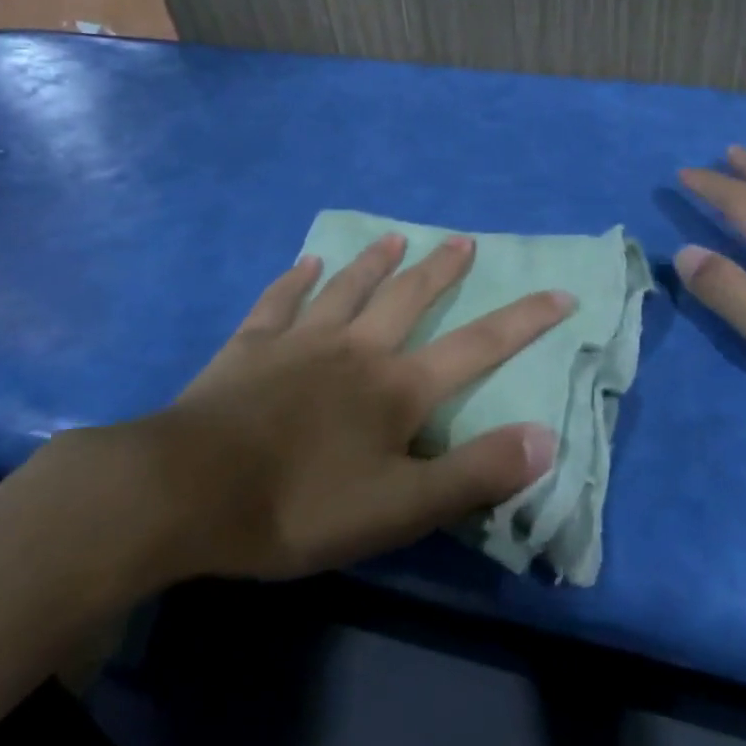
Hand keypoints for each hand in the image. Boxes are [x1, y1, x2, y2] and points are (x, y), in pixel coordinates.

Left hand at [25, 233, 571, 593]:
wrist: (185, 493)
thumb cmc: (299, 505)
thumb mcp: (399, 508)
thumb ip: (475, 472)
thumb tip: (547, 438)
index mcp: (396, 388)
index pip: (477, 346)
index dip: (524, 321)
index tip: (560, 293)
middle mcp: (355, 350)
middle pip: (409, 299)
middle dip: (441, 271)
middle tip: (463, 241)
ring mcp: (298, 343)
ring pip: (347, 289)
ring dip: (374, 262)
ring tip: (396, 236)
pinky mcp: (248, 349)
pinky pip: (278, 303)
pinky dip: (295, 281)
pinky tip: (305, 263)